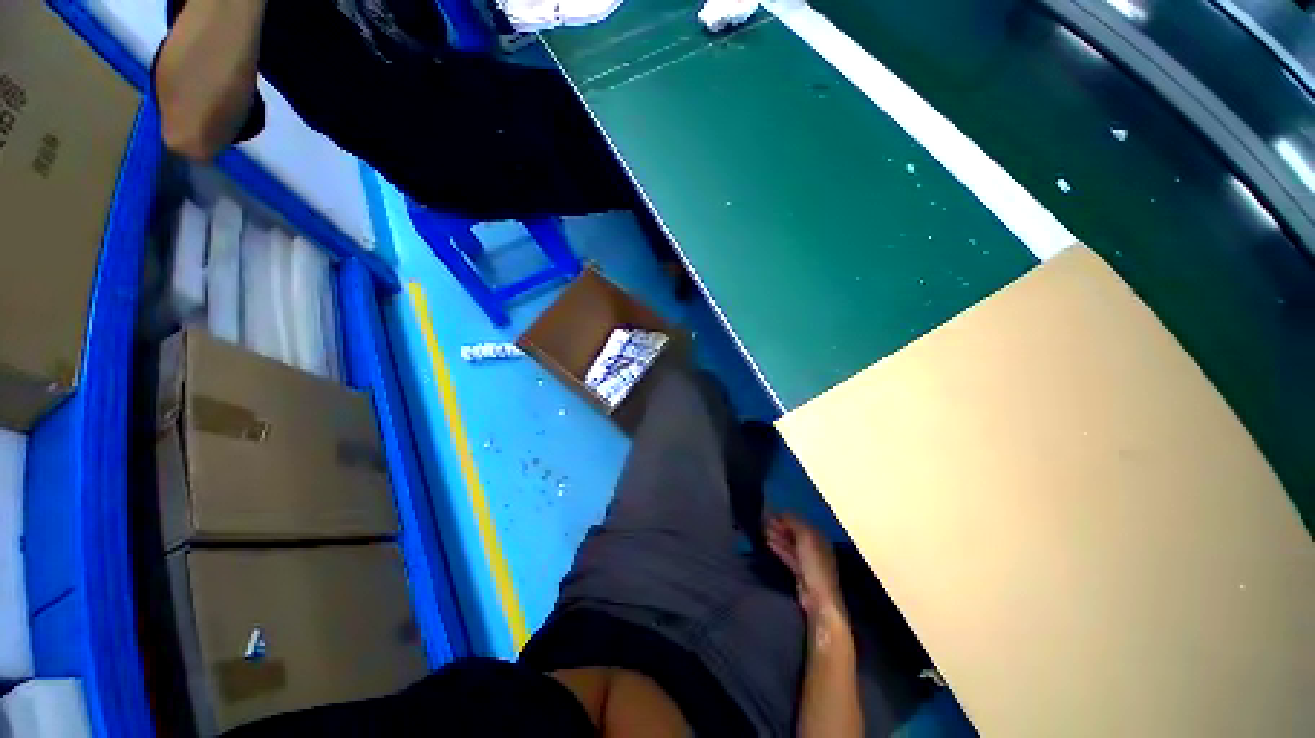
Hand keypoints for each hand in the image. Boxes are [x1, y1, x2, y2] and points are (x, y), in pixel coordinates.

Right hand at [764, 514, 845, 623]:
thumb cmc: (814, 564)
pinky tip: (767, 542)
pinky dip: (778, 548)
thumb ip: (794, 523)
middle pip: (795, 533)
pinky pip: (788, 555)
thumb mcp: (805, 537)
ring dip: (777, 536)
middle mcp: (814, 548)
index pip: (801, 522)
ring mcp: (807, 561)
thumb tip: (783, 513)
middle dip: (780, 526)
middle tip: (763, 520)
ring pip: (790, 544)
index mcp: (819, 538)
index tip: (770, 512)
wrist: (818, 598)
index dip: (786, 517)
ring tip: (762, 529)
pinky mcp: (800, 572)